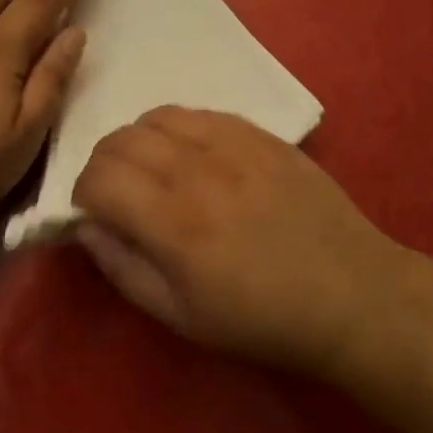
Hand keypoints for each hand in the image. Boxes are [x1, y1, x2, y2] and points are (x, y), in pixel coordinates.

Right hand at [71, 107, 410, 377]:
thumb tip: (87, 229)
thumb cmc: (262, 319)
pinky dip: (180, 130)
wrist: (351, 294)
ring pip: (157, 116)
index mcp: (173, 222)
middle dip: (103, 166)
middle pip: (120, 139)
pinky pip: (201, 112)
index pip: (98, 177)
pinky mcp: (262, 135)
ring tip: (155, 172)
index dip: (81, 194)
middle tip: (119, 195)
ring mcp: (234, 144)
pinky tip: (195, 157)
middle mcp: (197, 170)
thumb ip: (123, 269)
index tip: (94, 215)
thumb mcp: (181, 316)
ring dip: (139, 142)